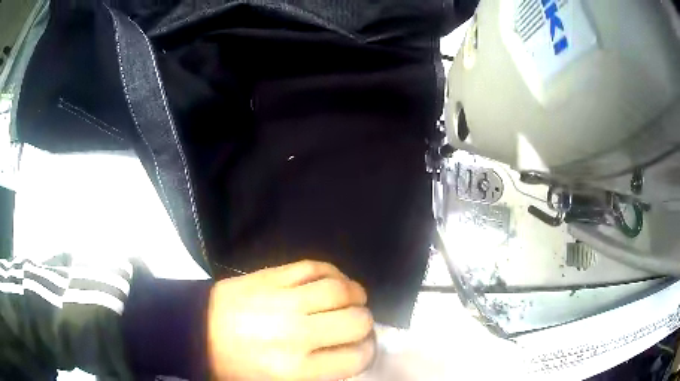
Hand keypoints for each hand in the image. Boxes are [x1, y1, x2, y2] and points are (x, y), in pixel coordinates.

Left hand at [208, 260, 374, 379]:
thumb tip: (351, 352)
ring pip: (341, 289)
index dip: (366, 351)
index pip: (356, 358)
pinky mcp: (271, 276)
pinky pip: (315, 267)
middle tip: (355, 324)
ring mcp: (283, 300)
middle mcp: (296, 334)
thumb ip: (319, 373)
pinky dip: (333, 272)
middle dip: (363, 323)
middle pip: (357, 321)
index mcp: (296, 369)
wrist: (196, 330)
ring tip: (351, 299)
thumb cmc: (236, 365)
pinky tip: (333, 281)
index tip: (361, 347)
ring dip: (355, 294)